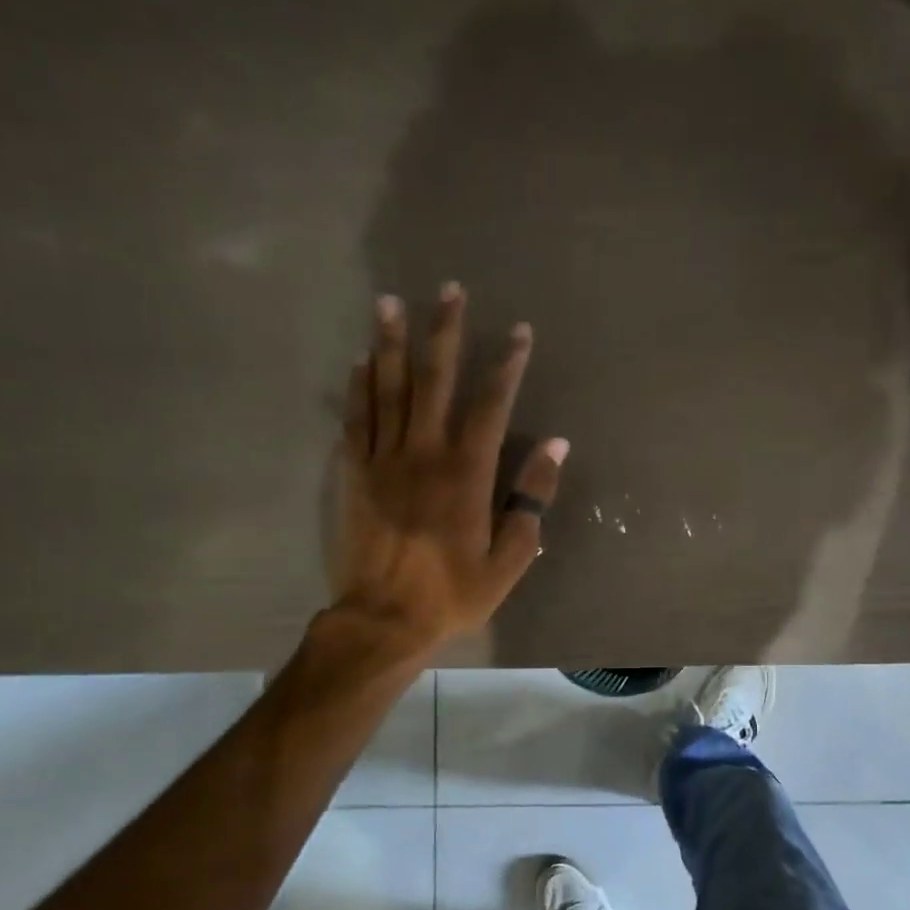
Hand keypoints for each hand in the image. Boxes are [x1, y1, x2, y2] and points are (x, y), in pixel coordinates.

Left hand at [324, 283, 566, 661]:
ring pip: (387, 390)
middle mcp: (423, 454)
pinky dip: (357, 388)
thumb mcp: (510, 558)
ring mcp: (383, 461)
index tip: (519, 332)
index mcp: (467, 474)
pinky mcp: (354, 475)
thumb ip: (531, 499)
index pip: (490, 405)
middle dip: (444, 333)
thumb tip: (555, 446)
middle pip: (434, 381)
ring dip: (391, 343)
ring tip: (389, 301)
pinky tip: (358, 360)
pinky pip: (355, 420)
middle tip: (449, 289)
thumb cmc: (454, 593)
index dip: (507, 365)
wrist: (383, 619)